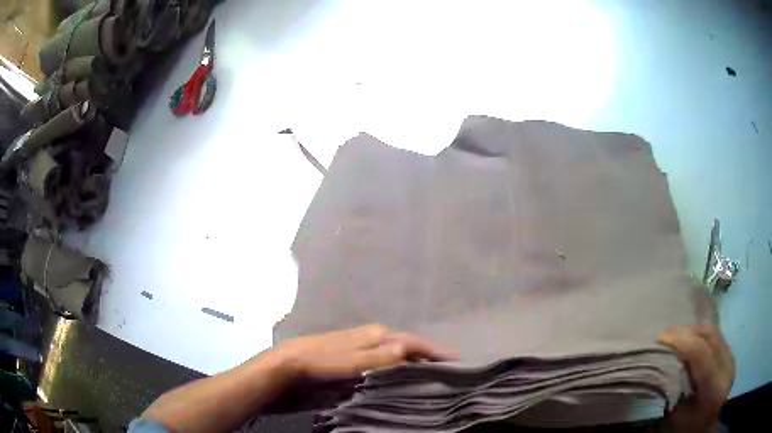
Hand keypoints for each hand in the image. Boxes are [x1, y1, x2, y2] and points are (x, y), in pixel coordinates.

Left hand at [275, 323, 455, 379]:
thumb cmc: (324, 361)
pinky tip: (400, 371)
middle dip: (426, 354)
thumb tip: (410, 349)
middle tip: (446, 367)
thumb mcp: (354, 361)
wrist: (293, 361)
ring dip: (413, 358)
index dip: (434, 350)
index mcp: (377, 333)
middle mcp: (373, 335)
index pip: (413, 341)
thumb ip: (382, 356)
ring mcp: (363, 342)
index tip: (455, 359)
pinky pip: (384, 356)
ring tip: (430, 370)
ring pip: (396, 350)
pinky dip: (398, 362)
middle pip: (407, 344)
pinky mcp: (355, 352)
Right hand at [658, 325, 734, 432]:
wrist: (707, 427)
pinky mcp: (731, 356)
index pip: (701, 354)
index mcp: (713, 388)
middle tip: (667, 333)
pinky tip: (692, 341)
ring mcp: (731, 359)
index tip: (661, 337)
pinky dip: (702, 336)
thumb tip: (664, 363)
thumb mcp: (679, 415)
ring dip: (695, 331)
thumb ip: (676, 389)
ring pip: (715, 334)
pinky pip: (717, 339)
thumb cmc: (689, 426)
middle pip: (710, 337)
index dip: (682, 341)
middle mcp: (726, 368)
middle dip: (688, 332)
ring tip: (678, 334)